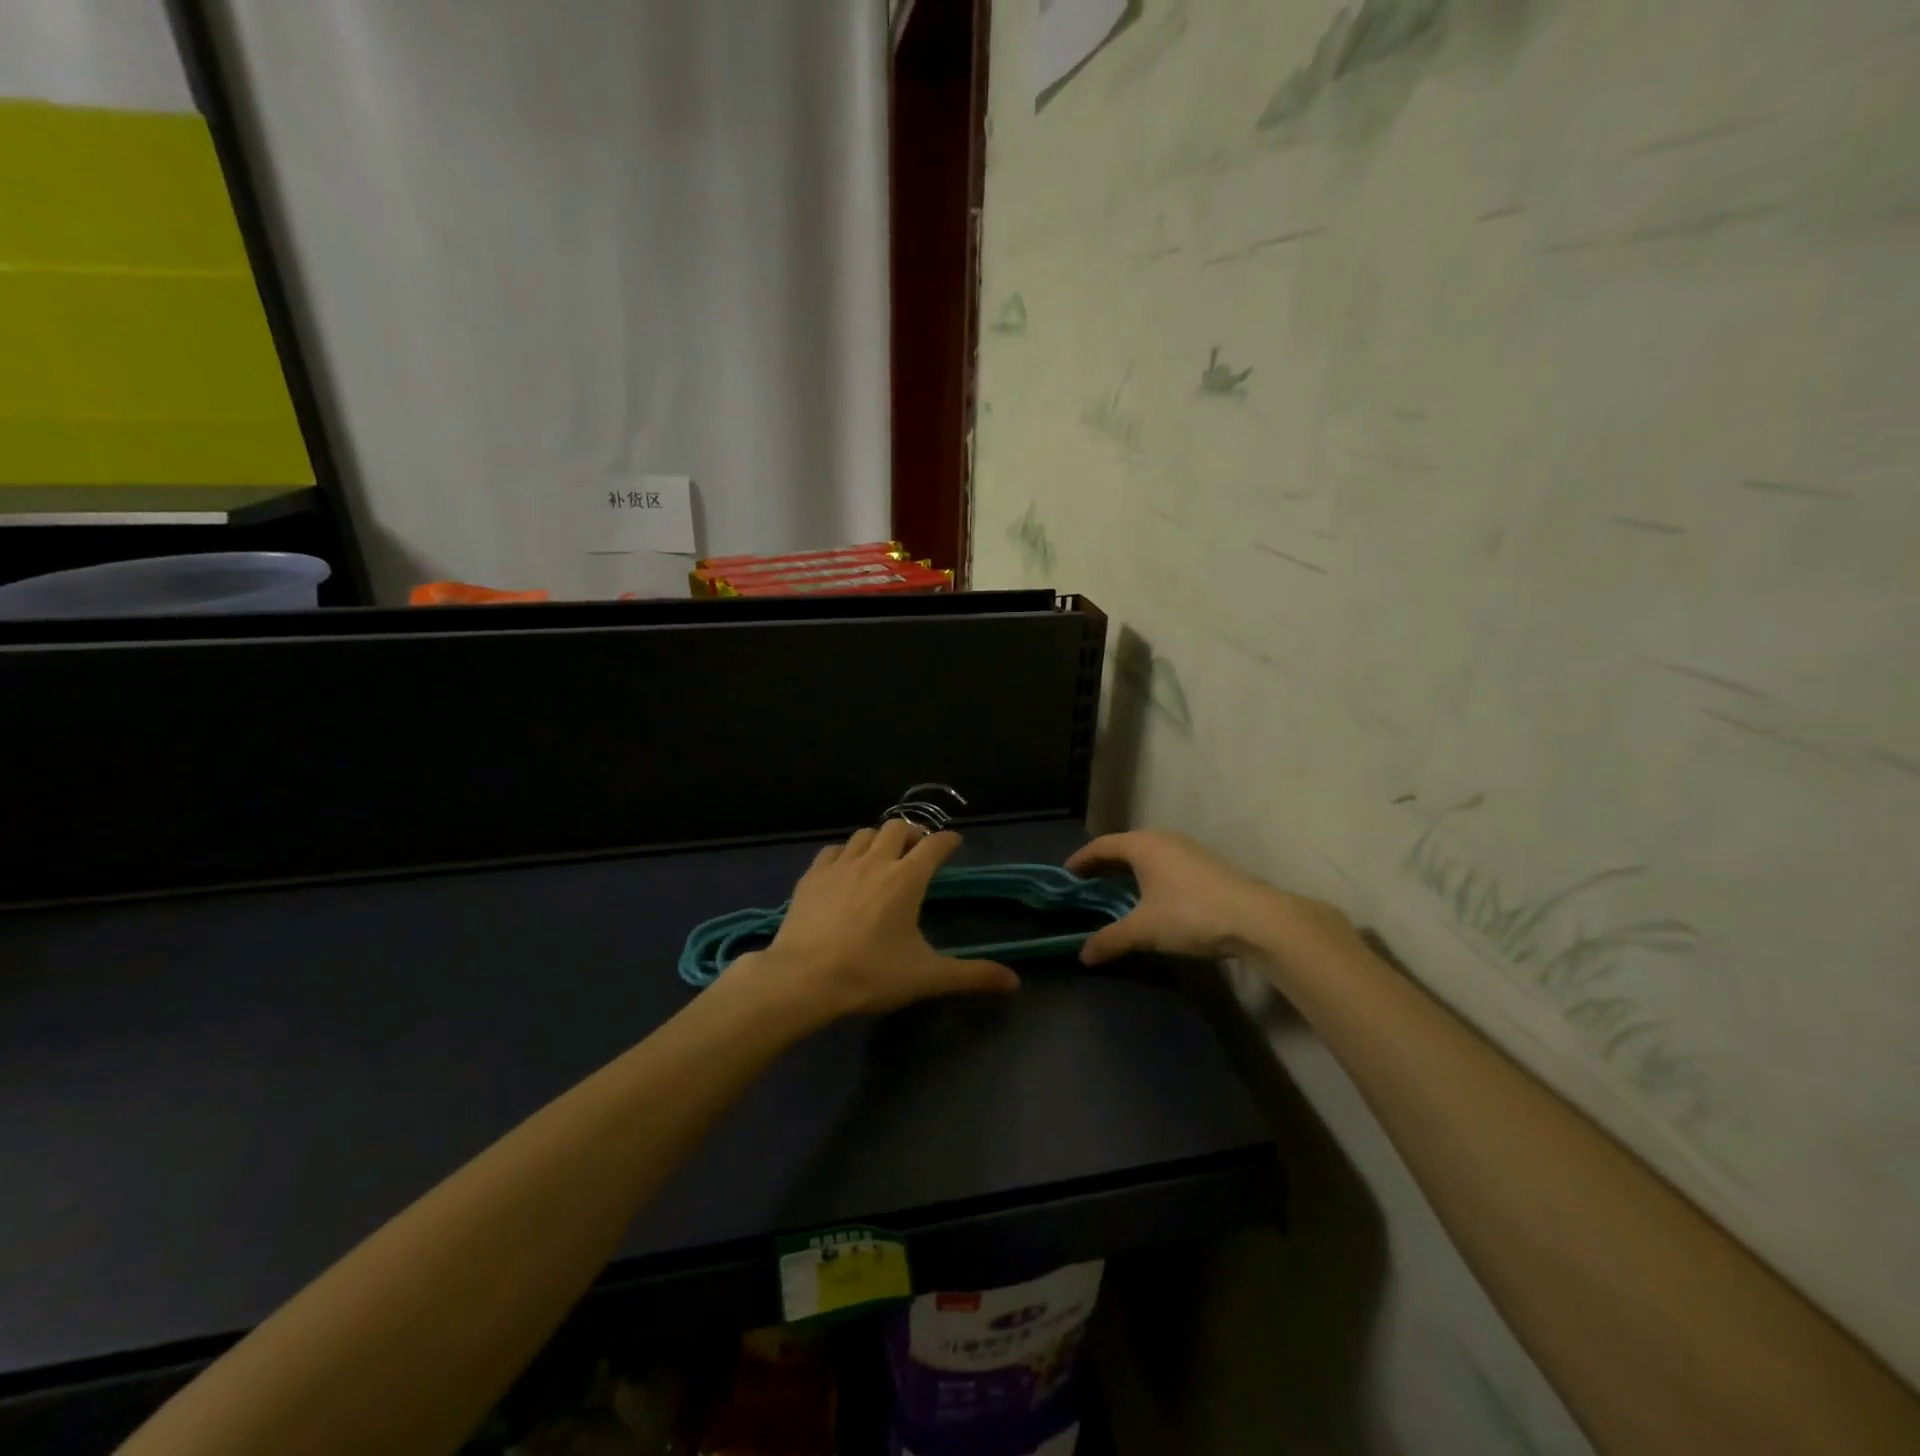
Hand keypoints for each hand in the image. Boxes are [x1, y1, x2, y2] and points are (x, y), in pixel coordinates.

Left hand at [739, 820, 1019, 1018]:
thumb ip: (972, 975)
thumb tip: (1014, 981)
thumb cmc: (870, 974)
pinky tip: (846, 868)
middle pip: (898, 828)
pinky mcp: (812, 875)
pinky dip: (846, 852)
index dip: (949, 841)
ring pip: (865, 834)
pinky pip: (834, 850)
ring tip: (884, 856)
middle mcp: (875, 861)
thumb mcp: (926, 977)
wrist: (803, 979)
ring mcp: (840, 865)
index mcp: (906, 878)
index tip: (954, 844)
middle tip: (919, 851)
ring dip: (880, 839)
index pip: (935, 845)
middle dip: (913, 834)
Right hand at [1067, 829, 1344, 965]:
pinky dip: (1149, 873)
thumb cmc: (1190, 914)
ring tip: (1116, 889)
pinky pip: (1164, 861)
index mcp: (1142, 845)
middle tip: (1086, 882)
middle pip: (1124, 846)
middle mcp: (1162, 839)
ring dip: (1128, 869)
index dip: (1081, 859)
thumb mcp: (1144, 930)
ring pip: (1147, 853)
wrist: (1256, 918)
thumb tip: (1082, 954)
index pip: (1101, 845)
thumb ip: (1111, 939)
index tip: (1066, 874)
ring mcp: (1187, 849)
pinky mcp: (1205, 863)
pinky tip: (1152, 895)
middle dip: (1104, 863)